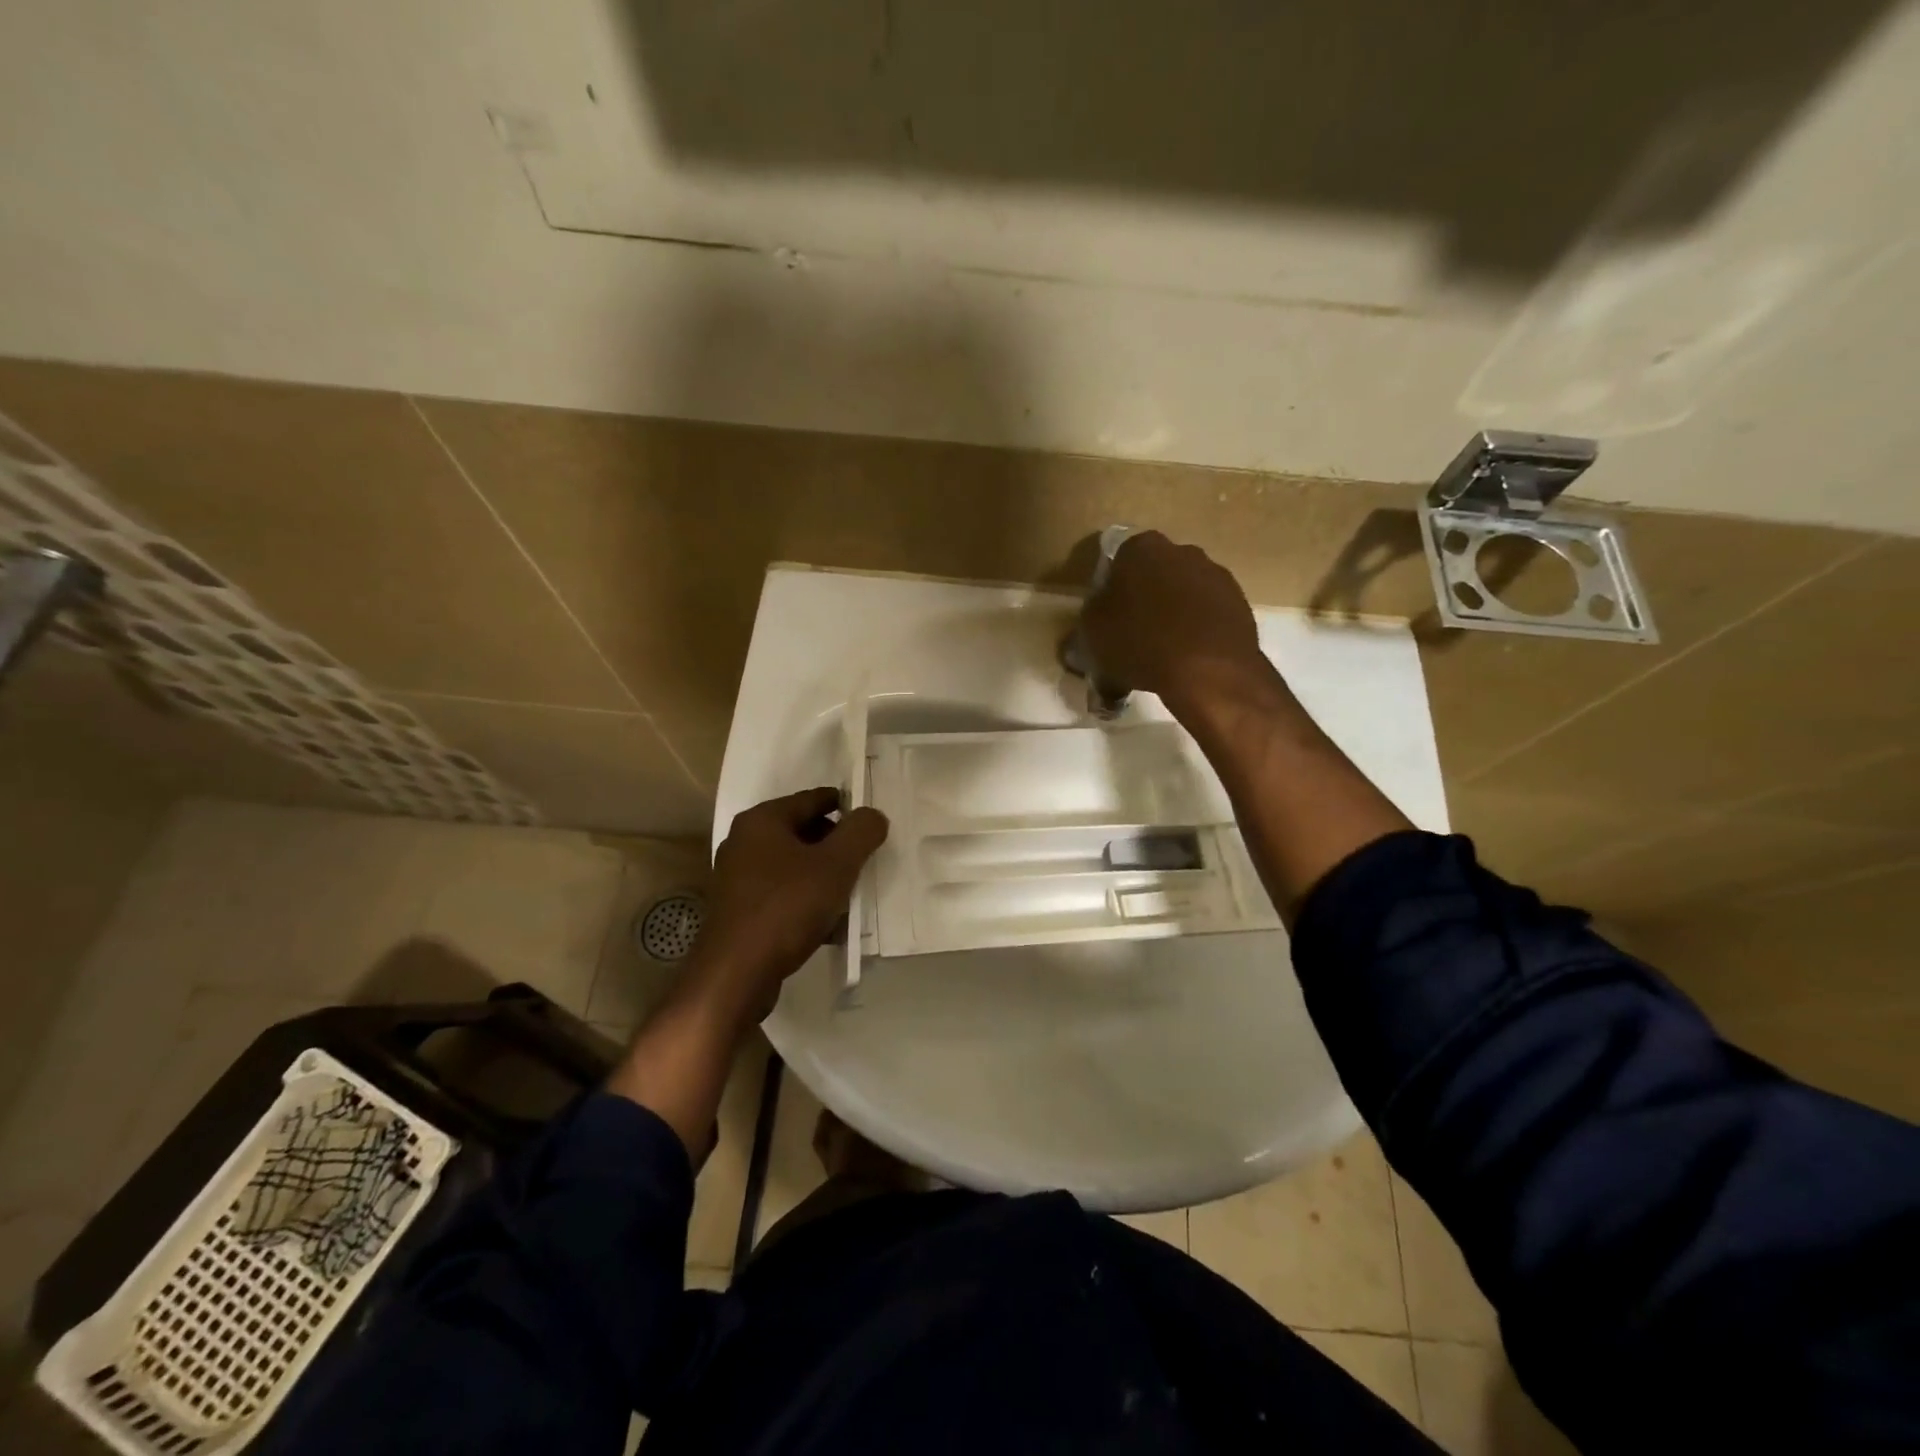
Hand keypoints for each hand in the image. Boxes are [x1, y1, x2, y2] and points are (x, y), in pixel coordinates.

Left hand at [684, 787, 888, 1026]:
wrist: (736, 974)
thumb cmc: (786, 907)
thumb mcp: (836, 865)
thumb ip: (861, 833)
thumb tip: (872, 815)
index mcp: (762, 820)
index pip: (813, 799)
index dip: (845, 806)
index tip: (871, 822)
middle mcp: (744, 842)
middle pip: (803, 832)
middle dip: (836, 846)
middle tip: (865, 861)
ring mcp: (738, 879)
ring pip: (794, 867)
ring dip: (824, 877)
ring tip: (852, 894)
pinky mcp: (740, 911)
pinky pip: (783, 896)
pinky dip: (807, 902)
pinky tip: (831, 925)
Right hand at [1080, 531, 1268, 709]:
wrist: (1208, 670)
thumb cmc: (1139, 642)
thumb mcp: (1093, 634)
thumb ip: (1090, 621)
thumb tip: (1091, 626)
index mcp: (1142, 549)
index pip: (1118, 561)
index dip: (1110, 592)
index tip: (1106, 619)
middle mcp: (1182, 551)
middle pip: (1154, 577)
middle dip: (1143, 601)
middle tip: (1131, 638)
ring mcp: (1216, 576)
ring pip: (1182, 596)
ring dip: (1171, 617)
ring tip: (1160, 656)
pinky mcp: (1239, 604)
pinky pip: (1206, 616)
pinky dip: (1196, 633)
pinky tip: (1186, 661)